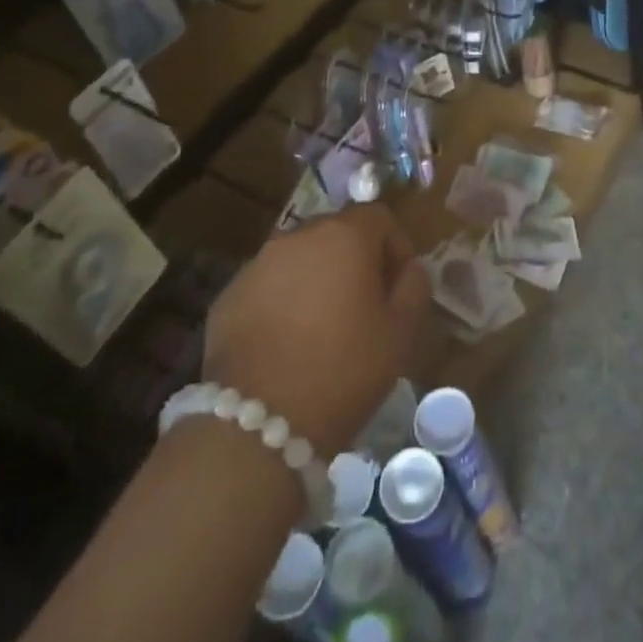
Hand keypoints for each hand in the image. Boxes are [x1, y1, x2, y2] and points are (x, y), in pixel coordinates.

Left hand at [202, 203, 430, 456]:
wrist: (259, 425)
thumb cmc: (345, 370)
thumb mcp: (401, 333)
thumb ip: (413, 287)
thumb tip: (408, 268)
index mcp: (344, 236)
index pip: (379, 217)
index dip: (396, 247)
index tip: (399, 286)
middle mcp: (298, 236)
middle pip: (336, 233)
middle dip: (355, 261)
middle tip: (365, 307)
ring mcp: (257, 264)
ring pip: (300, 259)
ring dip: (317, 280)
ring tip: (323, 328)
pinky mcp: (228, 295)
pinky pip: (268, 286)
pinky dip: (283, 302)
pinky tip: (287, 345)